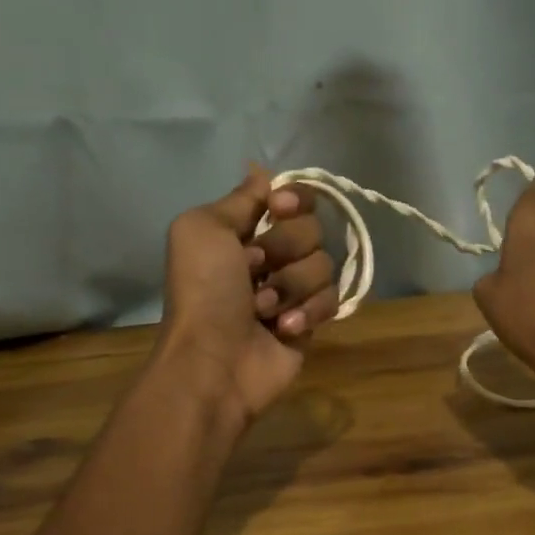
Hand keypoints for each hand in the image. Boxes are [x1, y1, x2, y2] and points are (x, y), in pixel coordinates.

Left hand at [160, 166, 338, 421]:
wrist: (215, 361)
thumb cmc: (203, 292)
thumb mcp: (201, 229)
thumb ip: (239, 199)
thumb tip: (263, 173)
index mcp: (243, 229)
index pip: (292, 197)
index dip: (294, 200)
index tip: (279, 209)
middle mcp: (271, 255)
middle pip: (312, 228)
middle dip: (284, 249)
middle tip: (253, 271)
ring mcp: (293, 289)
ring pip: (324, 265)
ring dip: (290, 286)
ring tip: (262, 310)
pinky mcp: (311, 321)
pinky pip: (332, 299)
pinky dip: (307, 313)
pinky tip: (283, 330)